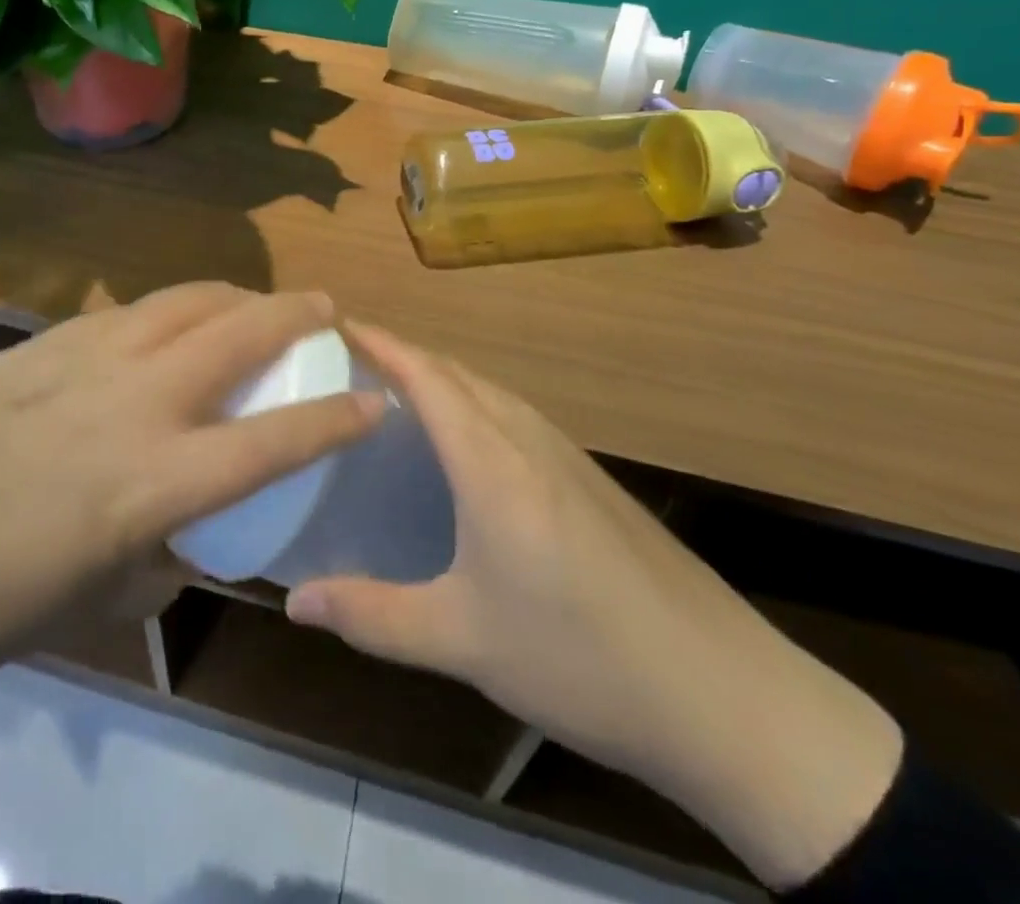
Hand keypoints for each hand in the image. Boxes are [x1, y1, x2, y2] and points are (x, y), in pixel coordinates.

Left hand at [0, 282, 383, 713]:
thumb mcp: (93, 604)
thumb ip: (161, 556)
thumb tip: (193, 531)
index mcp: (148, 483)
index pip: (272, 441)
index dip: (335, 418)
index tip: (374, 400)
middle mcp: (128, 402)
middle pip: (235, 333)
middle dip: (295, 314)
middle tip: (325, 310)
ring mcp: (78, 359)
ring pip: (181, 301)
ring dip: (233, 296)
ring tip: (255, 302)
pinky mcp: (35, 343)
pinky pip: (126, 313)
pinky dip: (168, 310)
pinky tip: (166, 326)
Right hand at [284, 323, 902, 890]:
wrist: (725, 695)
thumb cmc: (580, 659)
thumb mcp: (462, 641)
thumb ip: (372, 616)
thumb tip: (294, 601)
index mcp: (492, 462)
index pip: (426, 376)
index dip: (380, 343)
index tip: (335, 325)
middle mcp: (529, 440)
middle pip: (456, 374)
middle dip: (402, 355)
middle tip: (349, 362)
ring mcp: (567, 456)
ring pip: (489, 392)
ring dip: (440, 378)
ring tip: (394, 394)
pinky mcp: (591, 480)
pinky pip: (514, 417)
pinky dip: (472, 406)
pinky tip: (463, 447)